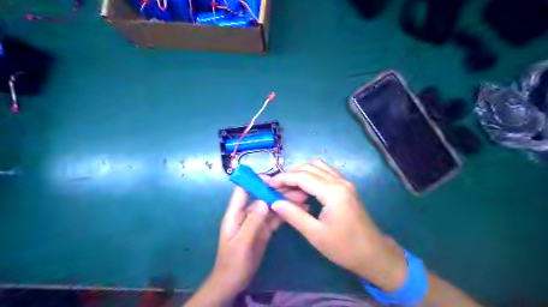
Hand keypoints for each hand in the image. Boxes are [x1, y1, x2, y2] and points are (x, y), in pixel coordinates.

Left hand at [186, 179, 307, 305]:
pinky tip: (299, 211)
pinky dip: (286, 214)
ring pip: (271, 207)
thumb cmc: (233, 263)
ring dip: (285, 202)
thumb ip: (252, 222)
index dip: (255, 181)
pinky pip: (275, 219)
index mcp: (235, 214)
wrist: (234, 283)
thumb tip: (263, 200)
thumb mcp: (241, 243)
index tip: (273, 178)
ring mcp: (257, 222)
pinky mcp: (265, 230)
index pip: (243, 191)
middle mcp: (247, 214)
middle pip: (261, 197)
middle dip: (277, 191)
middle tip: (297, 189)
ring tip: (303, 199)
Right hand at [270, 160, 405, 291]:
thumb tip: (274, 202)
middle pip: (309, 167)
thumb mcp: (315, 234)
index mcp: (333, 192)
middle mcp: (339, 181)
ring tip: (288, 188)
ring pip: (318, 167)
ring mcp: (345, 182)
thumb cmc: (344, 247)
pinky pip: (325, 173)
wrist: (373, 254)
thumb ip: (294, 215)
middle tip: (276, 188)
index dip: (283, 178)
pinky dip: (312, 175)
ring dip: (301, 173)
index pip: (302, 176)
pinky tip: (304, 188)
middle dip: (290, 174)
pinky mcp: (346, 187)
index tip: (268, 184)